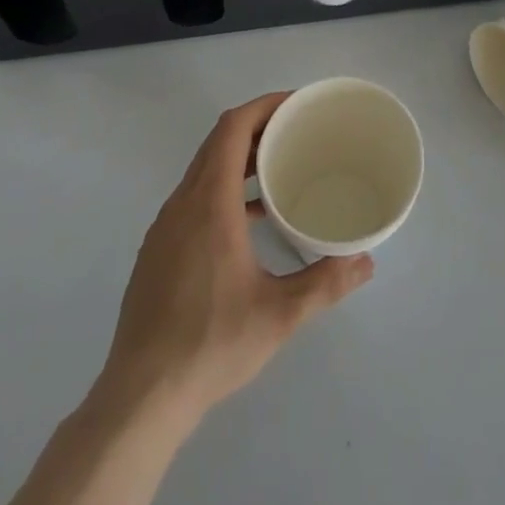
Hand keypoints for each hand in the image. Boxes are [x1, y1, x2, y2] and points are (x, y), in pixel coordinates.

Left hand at [96, 92, 373, 423]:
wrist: (138, 400)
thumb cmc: (210, 345)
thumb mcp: (279, 315)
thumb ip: (325, 283)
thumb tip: (366, 262)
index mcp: (209, 204)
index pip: (232, 128)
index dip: (263, 106)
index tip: (296, 104)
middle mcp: (182, 204)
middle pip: (217, 142)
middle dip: (257, 127)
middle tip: (297, 131)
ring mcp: (164, 228)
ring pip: (203, 170)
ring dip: (239, 158)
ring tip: (278, 168)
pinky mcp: (157, 251)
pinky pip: (193, 197)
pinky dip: (222, 187)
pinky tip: (249, 220)